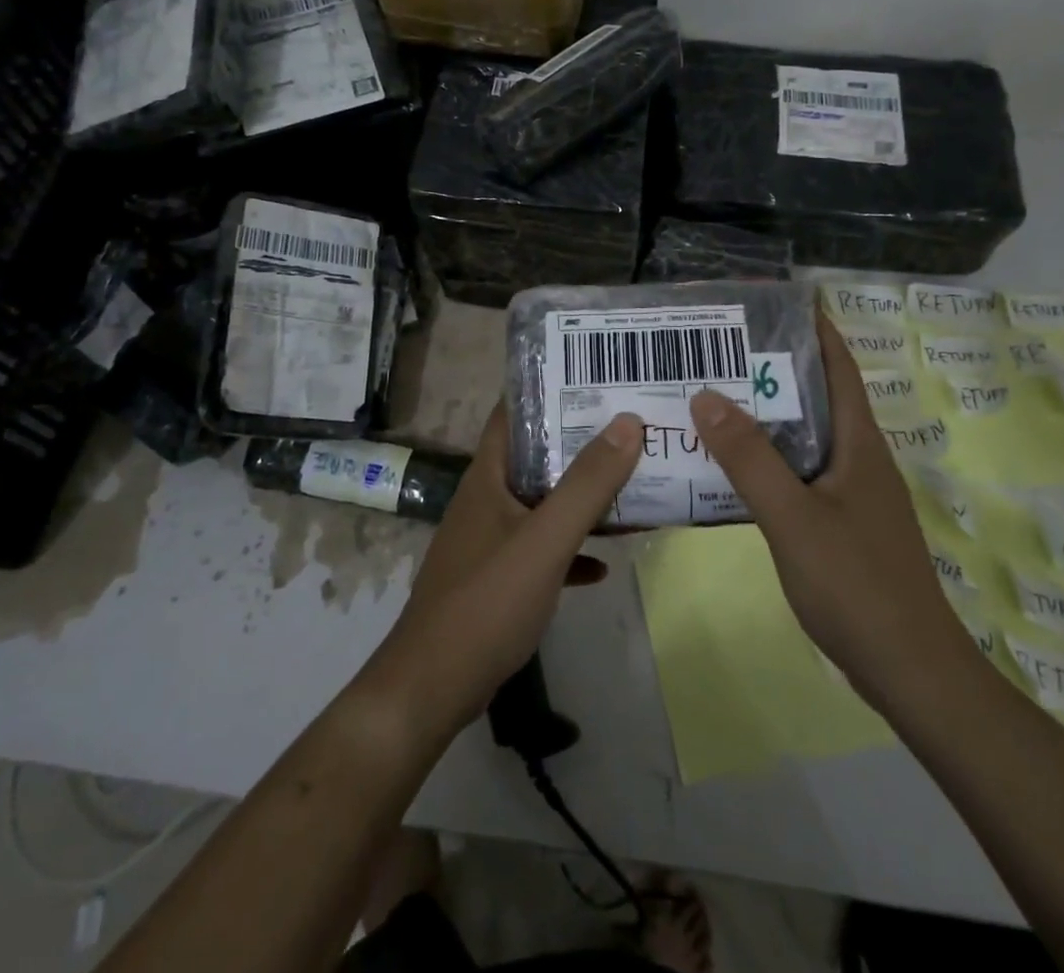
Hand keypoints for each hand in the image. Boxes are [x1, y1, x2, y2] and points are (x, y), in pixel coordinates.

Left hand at [353, 403, 642, 747]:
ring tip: (630, 483)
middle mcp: (487, 499)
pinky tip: (603, 563)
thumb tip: (628, 422)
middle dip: (580, 443)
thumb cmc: (486, 602)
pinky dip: (571, 549)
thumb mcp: (545, 540)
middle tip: (629, 427)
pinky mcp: (498, 578)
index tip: (594, 376)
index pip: (513, 413)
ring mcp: (491, 540)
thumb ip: (587, 484)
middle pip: (536, 456)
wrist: (433, 687)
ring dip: (580, 497)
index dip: (548, 389)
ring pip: (543, 504)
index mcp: (488, 476)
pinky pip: (542, 550)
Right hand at [688, 314, 971, 708]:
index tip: (775, 300)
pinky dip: (768, 457)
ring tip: (714, 395)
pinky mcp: (841, 524)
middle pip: (819, 396)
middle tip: (721, 347)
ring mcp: (852, 494)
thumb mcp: (793, 517)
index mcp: (860, 444)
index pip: (839, 367)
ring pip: (806, 437)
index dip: (814, 328)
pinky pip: (799, 472)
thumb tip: (707, 394)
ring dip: (767, 414)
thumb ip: (749, 458)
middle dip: (775, 367)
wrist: (909, 671)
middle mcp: (860, 459)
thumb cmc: (856, 584)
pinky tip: (731, 465)